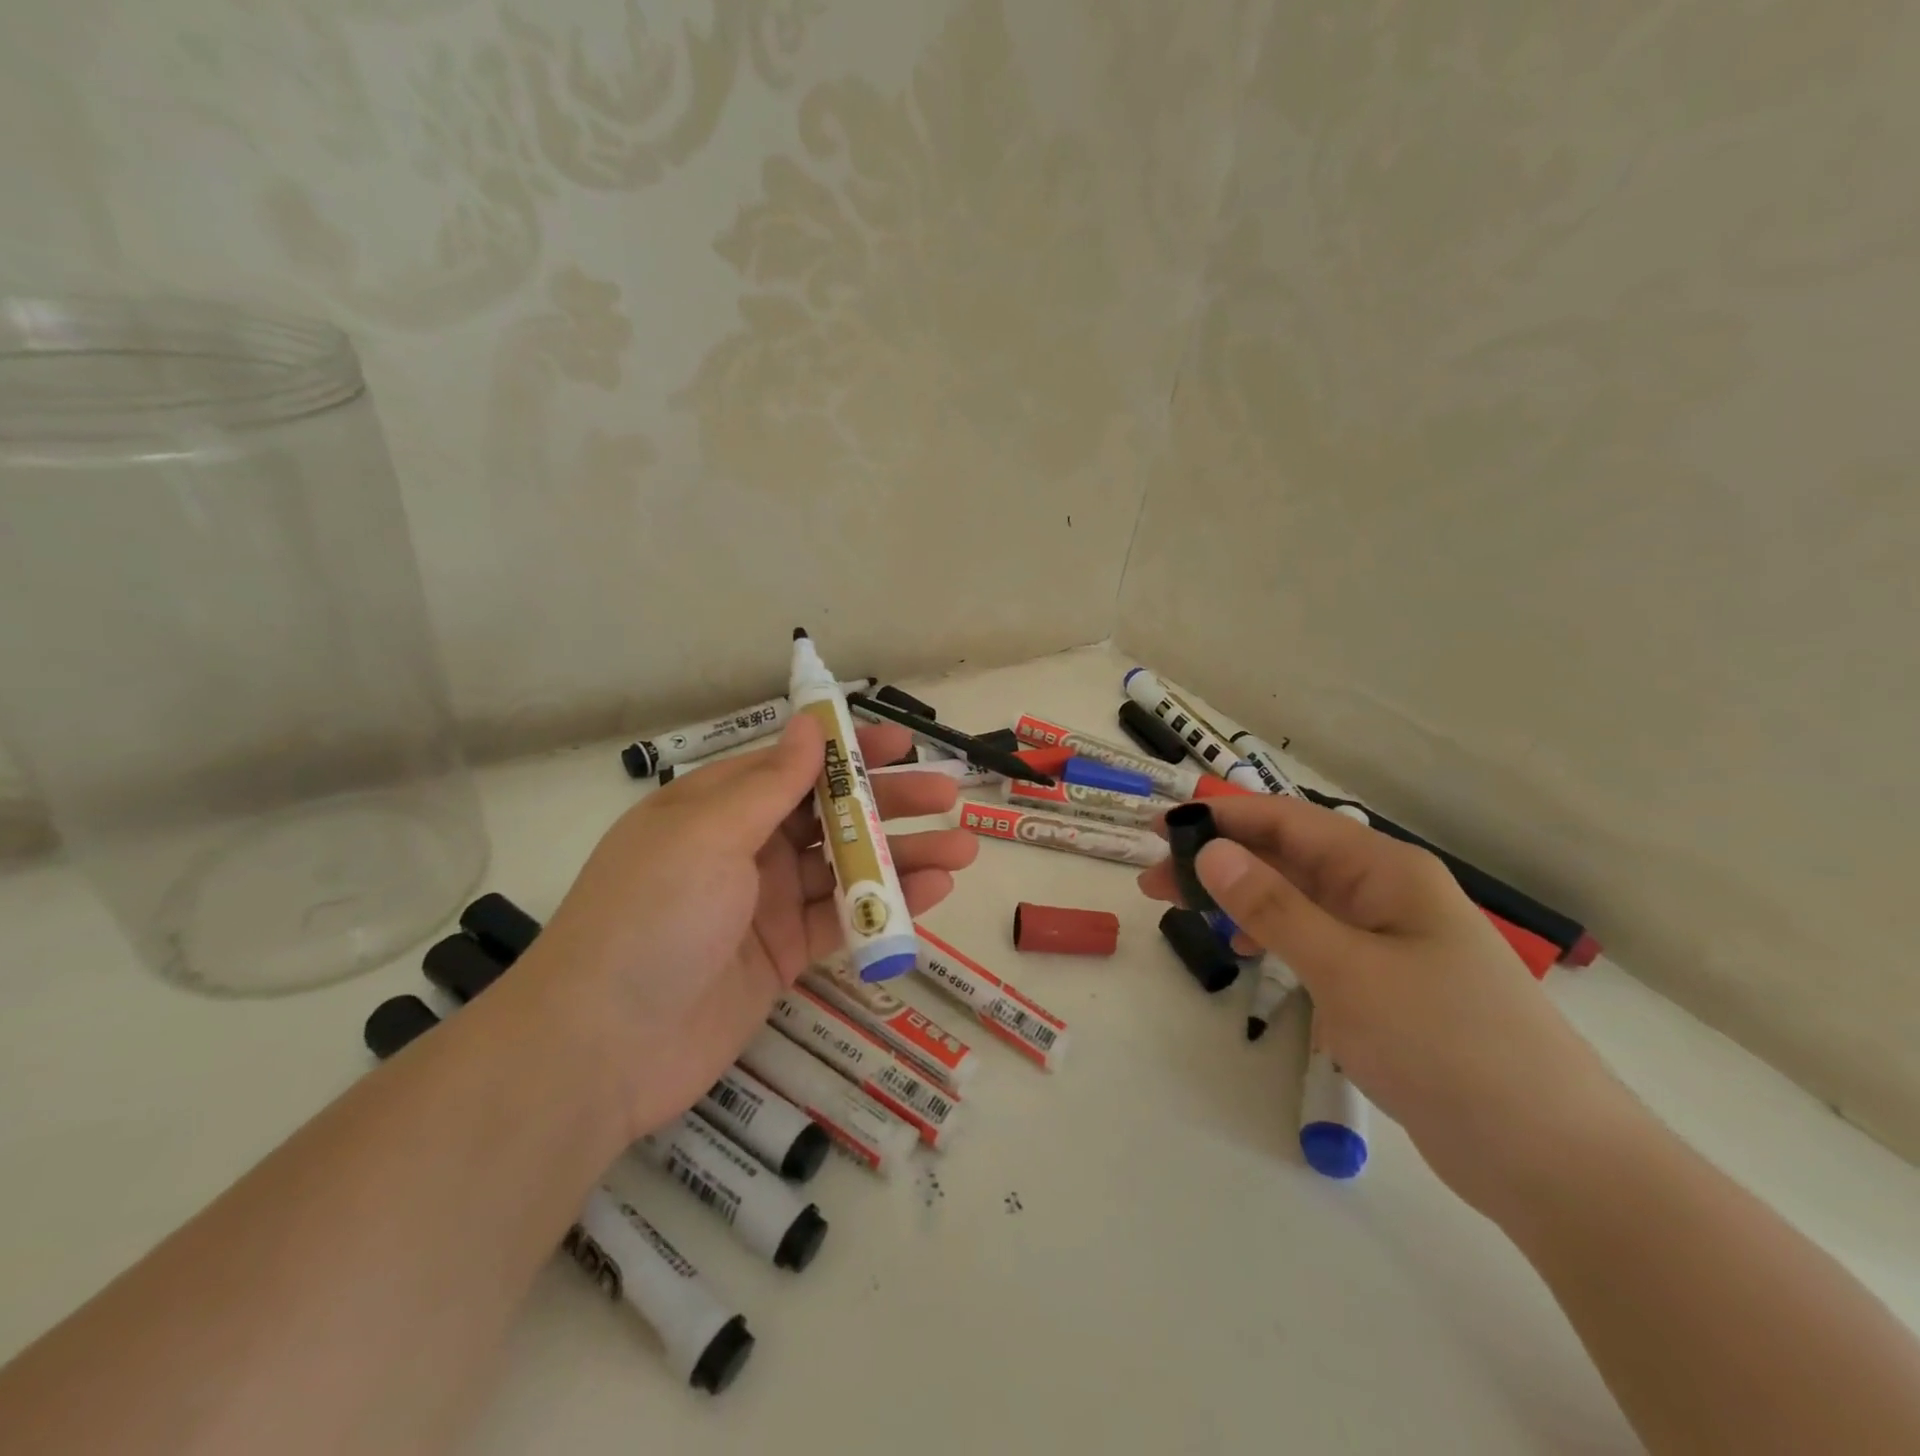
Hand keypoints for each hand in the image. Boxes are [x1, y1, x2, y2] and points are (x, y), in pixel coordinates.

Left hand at [520, 715, 976, 1138]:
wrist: (601, 1049)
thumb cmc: (652, 917)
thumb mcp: (709, 835)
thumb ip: (770, 783)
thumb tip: (809, 723)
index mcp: (717, 807)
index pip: (794, 765)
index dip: (849, 752)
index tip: (902, 745)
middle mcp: (744, 848)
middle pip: (829, 814)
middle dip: (888, 803)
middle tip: (946, 796)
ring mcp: (765, 904)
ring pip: (845, 867)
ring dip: (901, 855)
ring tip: (962, 848)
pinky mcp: (783, 955)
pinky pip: (843, 919)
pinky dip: (886, 905)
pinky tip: (933, 892)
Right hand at [1138, 795, 1631, 1212]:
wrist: (1553, 1159)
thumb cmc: (1447, 1044)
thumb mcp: (1347, 969)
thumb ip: (1274, 907)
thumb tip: (1212, 850)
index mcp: (1384, 870)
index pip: (1287, 822)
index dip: (1221, 818)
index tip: (1161, 829)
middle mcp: (1385, 893)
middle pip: (1287, 858)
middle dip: (1221, 862)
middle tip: (1155, 883)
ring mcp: (1388, 940)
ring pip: (1298, 900)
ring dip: (1241, 899)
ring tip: (1186, 913)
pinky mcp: (1386, 985)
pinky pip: (1316, 941)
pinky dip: (1274, 936)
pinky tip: (1248, 951)